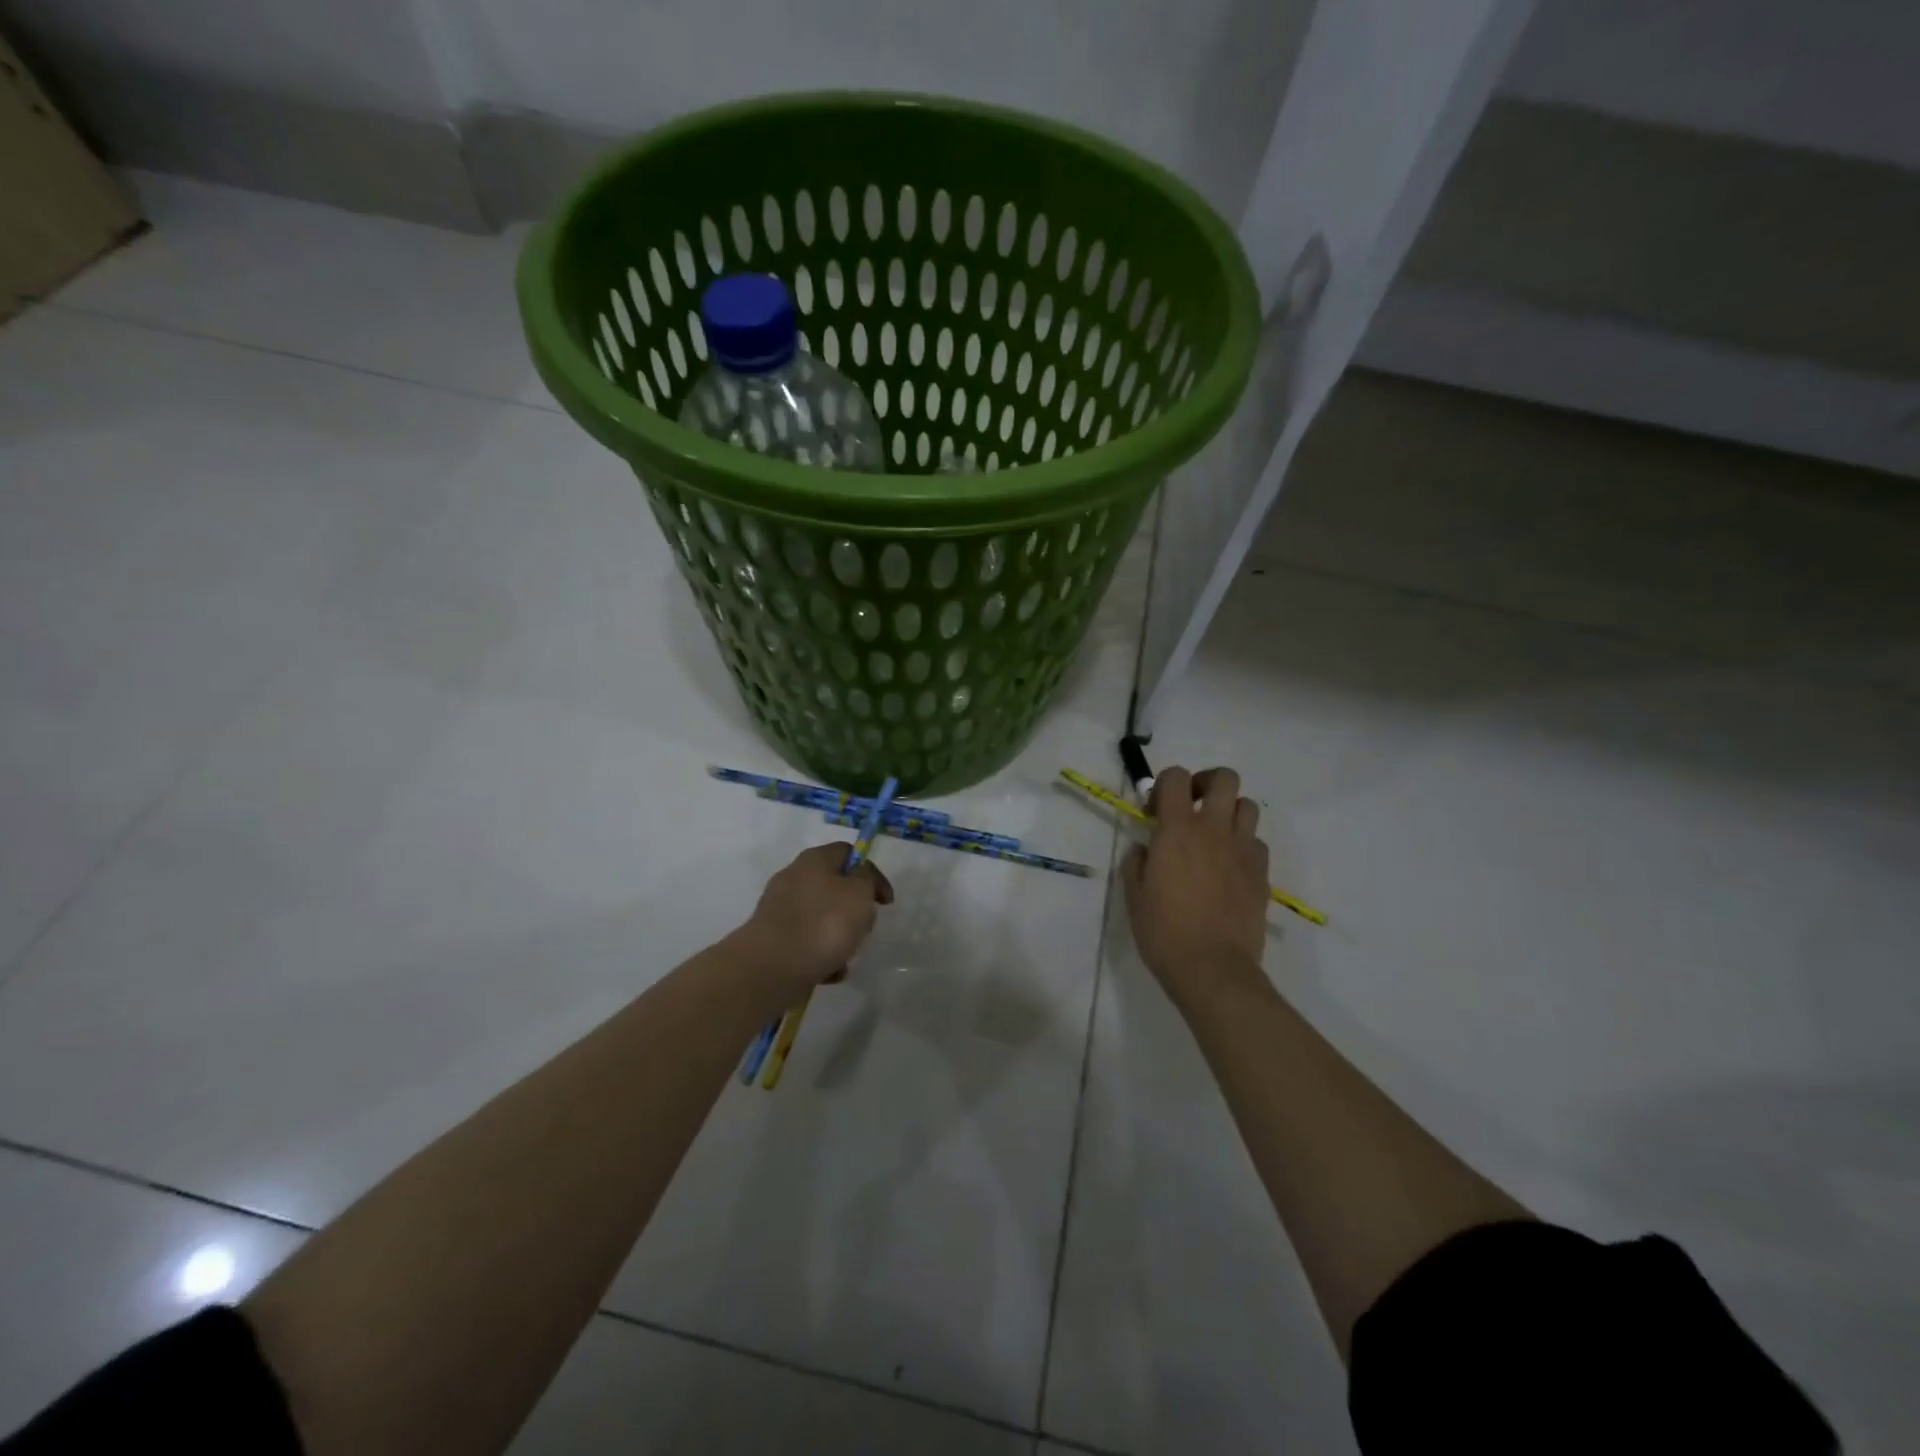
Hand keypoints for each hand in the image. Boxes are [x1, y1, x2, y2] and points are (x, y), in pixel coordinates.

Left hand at [738, 843, 893, 999]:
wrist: (772, 968)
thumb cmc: (823, 924)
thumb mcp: (859, 893)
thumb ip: (867, 879)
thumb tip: (860, 878)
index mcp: (814, 860)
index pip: (849, 853)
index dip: (871, 873)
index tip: (885, 902)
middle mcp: (794, 878)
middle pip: (835, 888)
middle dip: (855, 911)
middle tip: (865, 929)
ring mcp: (780, 909)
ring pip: (822, 918)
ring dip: (840, 937)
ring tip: (846, 957)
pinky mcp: (773, 939)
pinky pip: (807, 943)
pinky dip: (821, 956)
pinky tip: (828, 972)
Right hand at [1121, 766, 1270, 1005]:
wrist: (1212, 968)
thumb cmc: (1163, 931)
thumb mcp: (1134, 895)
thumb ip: (1137, 862)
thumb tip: (1145, 850)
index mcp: (1177, 830)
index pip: (1176, 777)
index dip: (1165, 785)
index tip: (1155, 812)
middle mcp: (1214, 830)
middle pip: (1225, 778)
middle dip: (1206, 784)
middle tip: (1192, 807)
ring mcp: (1243, 850)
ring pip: (1247, 806)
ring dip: (1229, 812)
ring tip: (1214, 836)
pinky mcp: (1262, 873)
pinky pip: (1257, 842)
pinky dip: (1244, 845)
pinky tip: (1229, 867)